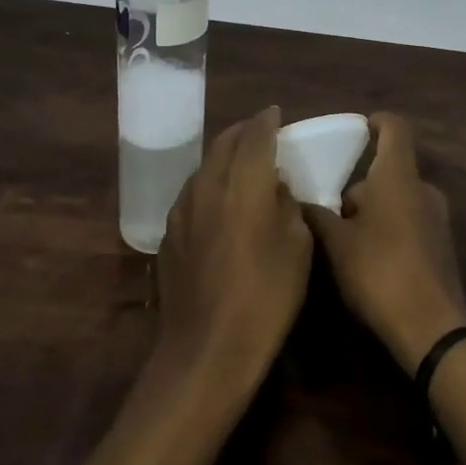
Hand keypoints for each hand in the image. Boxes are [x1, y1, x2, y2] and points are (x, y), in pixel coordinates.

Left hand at [155, 107, 311, 401]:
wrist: (206, 349)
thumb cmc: (265, 298)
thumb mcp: (297, 248)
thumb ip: (287, 205)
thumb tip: (275, 186)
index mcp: (243, 183)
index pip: (255, 135)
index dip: (267, 121)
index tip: (277, 114)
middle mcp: (207, 184)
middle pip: (223, 142)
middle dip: (243, 132)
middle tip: (260, 134)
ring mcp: (182, 208)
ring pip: (204, 166)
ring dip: (224, 157)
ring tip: (241, 165)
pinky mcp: (168, 233)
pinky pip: (192, 192)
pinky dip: (209, 184)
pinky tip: (219, 201)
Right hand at [303, 113, 465, 372]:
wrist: (432, 329)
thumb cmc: (380, 271)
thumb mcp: (336, 243)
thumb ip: (317, 215)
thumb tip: (296, 198)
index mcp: (398, 176)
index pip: (395, 128)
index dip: (377, 121)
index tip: (359, 127)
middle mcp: (423, 189)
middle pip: (390, 169)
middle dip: (362, 184)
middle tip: (331, 206)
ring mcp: (437, 219)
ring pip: (399, 199)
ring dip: (375, 210)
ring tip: (344, 236)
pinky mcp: (442, 247)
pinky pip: (411, 222)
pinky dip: (390, 229)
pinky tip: (369, 258)